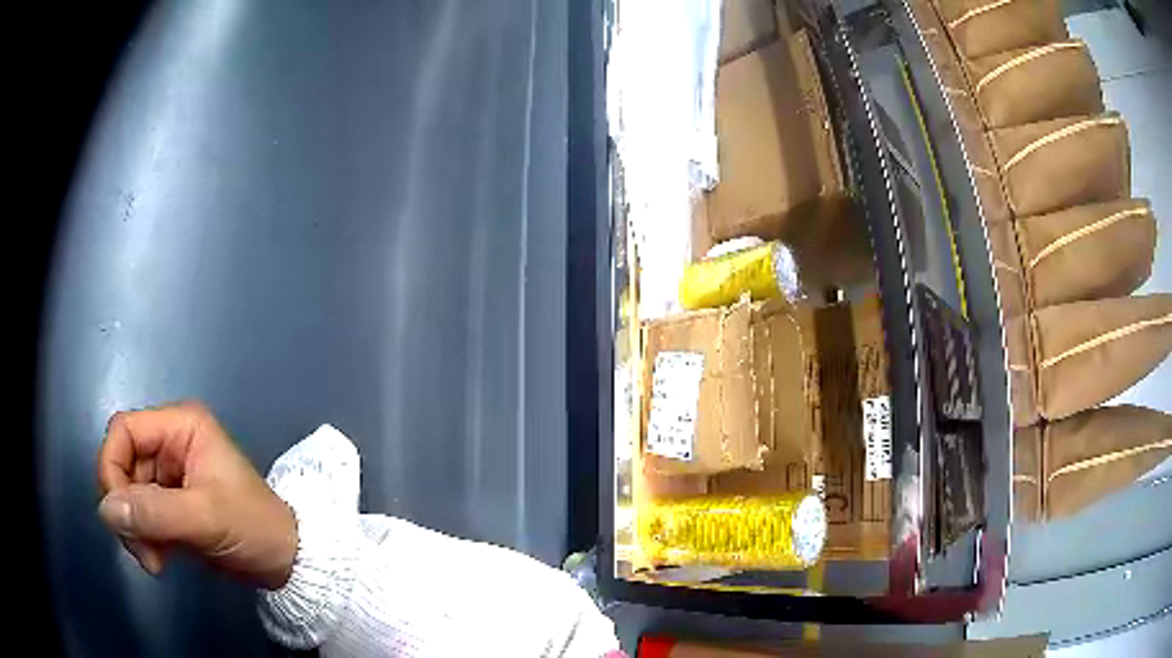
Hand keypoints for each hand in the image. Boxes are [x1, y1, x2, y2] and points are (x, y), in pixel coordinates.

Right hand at [96, 401, 297, 589]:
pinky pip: (140, 516)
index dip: (111, 468)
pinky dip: (143, 539)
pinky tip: (159, 562)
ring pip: (128, 495)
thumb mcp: (205, 518)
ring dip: (133, 530)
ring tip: (154, 562)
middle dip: (125, 510)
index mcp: (179, 427)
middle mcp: (169, 444)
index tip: (118, 514)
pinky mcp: (170, 507)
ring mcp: (168, 476)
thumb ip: (153, 512)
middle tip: (142, 550)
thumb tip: (105, 510)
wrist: (286, 562)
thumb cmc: (253, 528)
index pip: (123, 431)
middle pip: (121, 465)